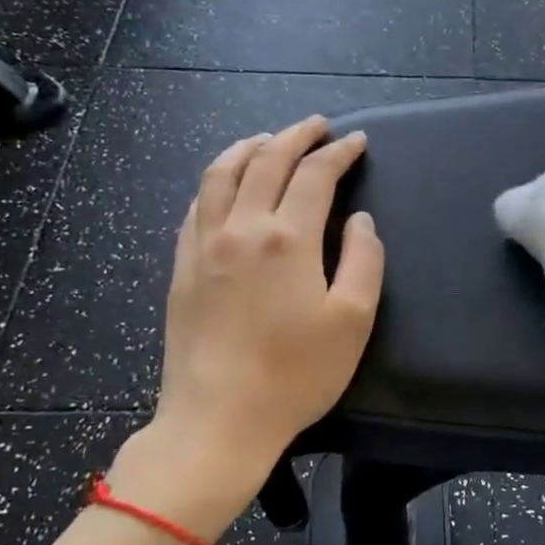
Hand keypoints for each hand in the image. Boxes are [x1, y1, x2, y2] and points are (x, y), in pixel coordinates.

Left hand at [108, 117, 383, 533]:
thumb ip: (363, 262)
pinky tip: (224, 185)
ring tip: (267, 140)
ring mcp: (203, 245)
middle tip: (317, 126)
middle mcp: (241, 228)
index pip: (314, 175)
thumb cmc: (296, 374)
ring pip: (220, 174)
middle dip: (294, 136)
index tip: (356, 141)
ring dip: (248, 148)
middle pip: (266, 161)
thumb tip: (360, 221)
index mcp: (287, 238)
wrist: (219, 418)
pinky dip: (215, 181)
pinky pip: (195, 205)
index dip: (338, 153)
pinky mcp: (182, 267)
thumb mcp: (352, 321)